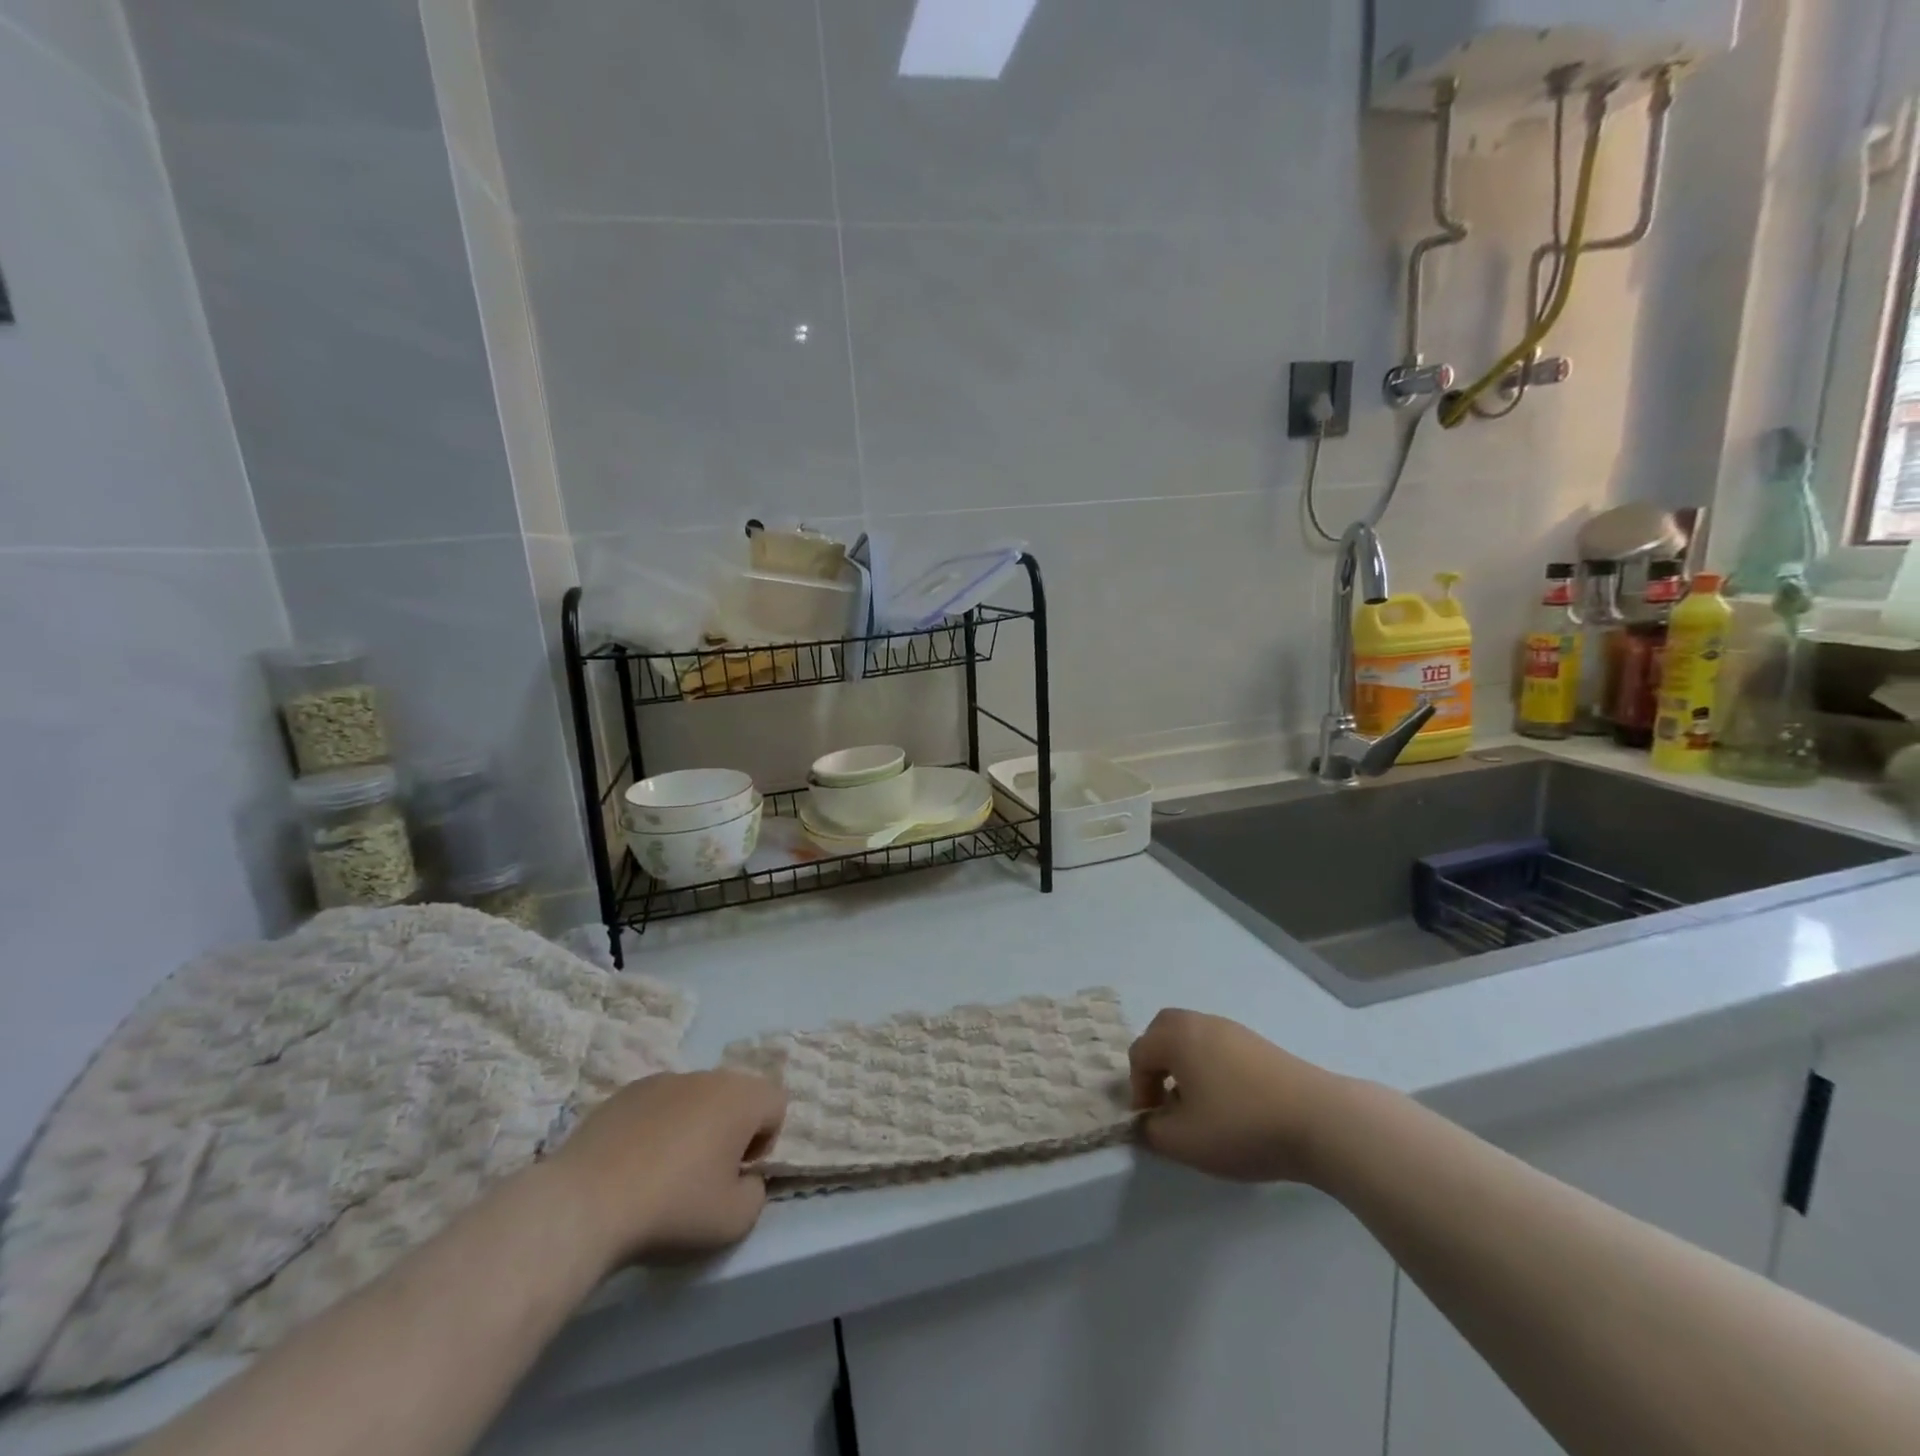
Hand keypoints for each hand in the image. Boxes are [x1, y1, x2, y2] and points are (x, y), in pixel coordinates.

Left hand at [548, 1071, 786, 1265]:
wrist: (585, 1203)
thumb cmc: (673, 1207)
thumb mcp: (735, 1221)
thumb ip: (756, 1193)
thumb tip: (744, 1178)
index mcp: (741, 1097)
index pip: (776, 1103)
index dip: (765, 1140)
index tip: (737, 1174)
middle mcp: (708, 1076)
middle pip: (735, 1097)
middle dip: (729, 1130)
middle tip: (705, 1176)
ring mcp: (663, 1080)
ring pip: (696, 1099)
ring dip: (693, 1127)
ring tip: (664, 1173)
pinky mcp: (625, 1093)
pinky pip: (658, 1105)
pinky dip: (656, 1128)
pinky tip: (632, 1167)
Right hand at [1128, 1010, 1342, 1184]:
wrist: (1320, 1121)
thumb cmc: (1241, 1126)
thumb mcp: (1184, 1141)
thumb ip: (1152, 1131)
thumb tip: (1146, 1122)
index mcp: (1177, 1037)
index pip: (1139, 1053)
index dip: (1138, 1089)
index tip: (1153, 1122)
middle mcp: (1201, 1023)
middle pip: (1164, 1031)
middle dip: (1157, 1064)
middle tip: (1166, 1100)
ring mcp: (1234, 1030)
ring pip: (1193, 1038)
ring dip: (1185, 1066)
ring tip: (1199, 1106)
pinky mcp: (1260, 1045)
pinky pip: (1220, 1047)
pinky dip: (1212, 1067)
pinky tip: (1231, 1103)